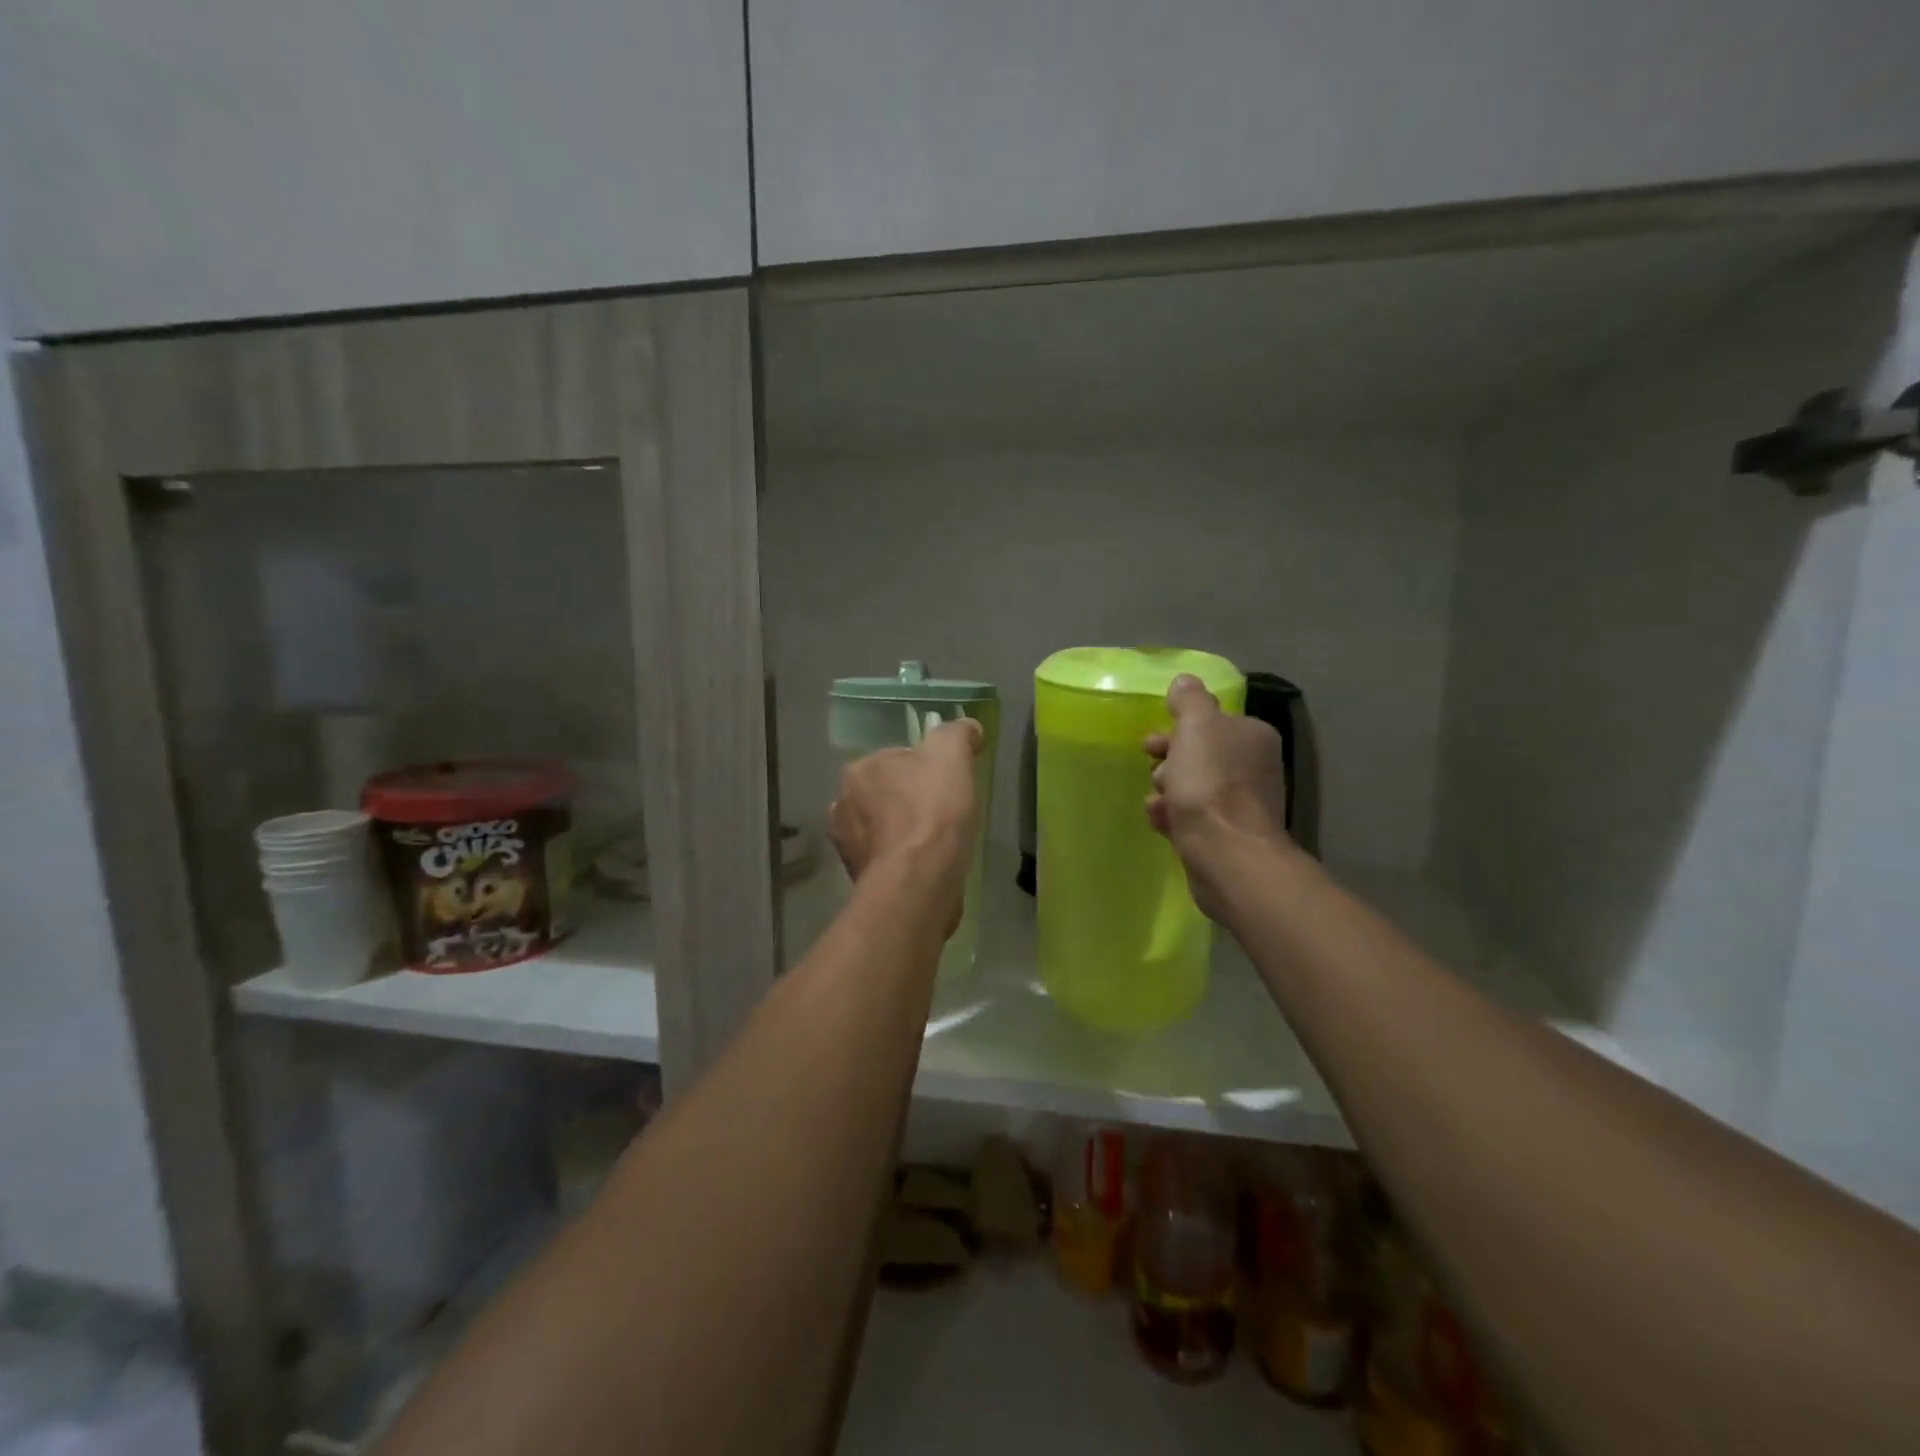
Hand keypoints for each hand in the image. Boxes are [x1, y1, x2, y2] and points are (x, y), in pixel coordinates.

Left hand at [829, 717, 983, 927]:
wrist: (918, 880)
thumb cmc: (932, 811)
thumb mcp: (951, 754)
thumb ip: (957, 733)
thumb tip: (967, 728)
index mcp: (859, 768)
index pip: (896, 759)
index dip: (925, 769)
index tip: (948, 783)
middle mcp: (842, 803)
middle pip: (886, 793)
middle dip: (908, 800)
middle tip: (944, 813)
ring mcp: (847, 844)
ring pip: (882, 827)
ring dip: (902, 832)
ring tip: (935, 843)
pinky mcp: (858, 877)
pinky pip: (885, 859)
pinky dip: (901, 859)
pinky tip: (924, 865)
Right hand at [1145, 675, 1290, 919]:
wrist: (1226, 853)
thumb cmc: (1210, 783)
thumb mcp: (1196, 726)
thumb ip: (1190, 700)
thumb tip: (1185, 681)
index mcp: (1252, 736)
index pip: (1212, 722)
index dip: (1179, 728)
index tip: (1154, 741)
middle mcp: (1254, 767)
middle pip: (1201, 755)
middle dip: (1170, 760)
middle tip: (1153, 767)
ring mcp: (1243, 805)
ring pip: (1194, 787)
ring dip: (1168, 790)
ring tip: (1156, 800)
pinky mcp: (1228, 836)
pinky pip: (1193, 818)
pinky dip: (1174, 816)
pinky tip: (1159, 821)